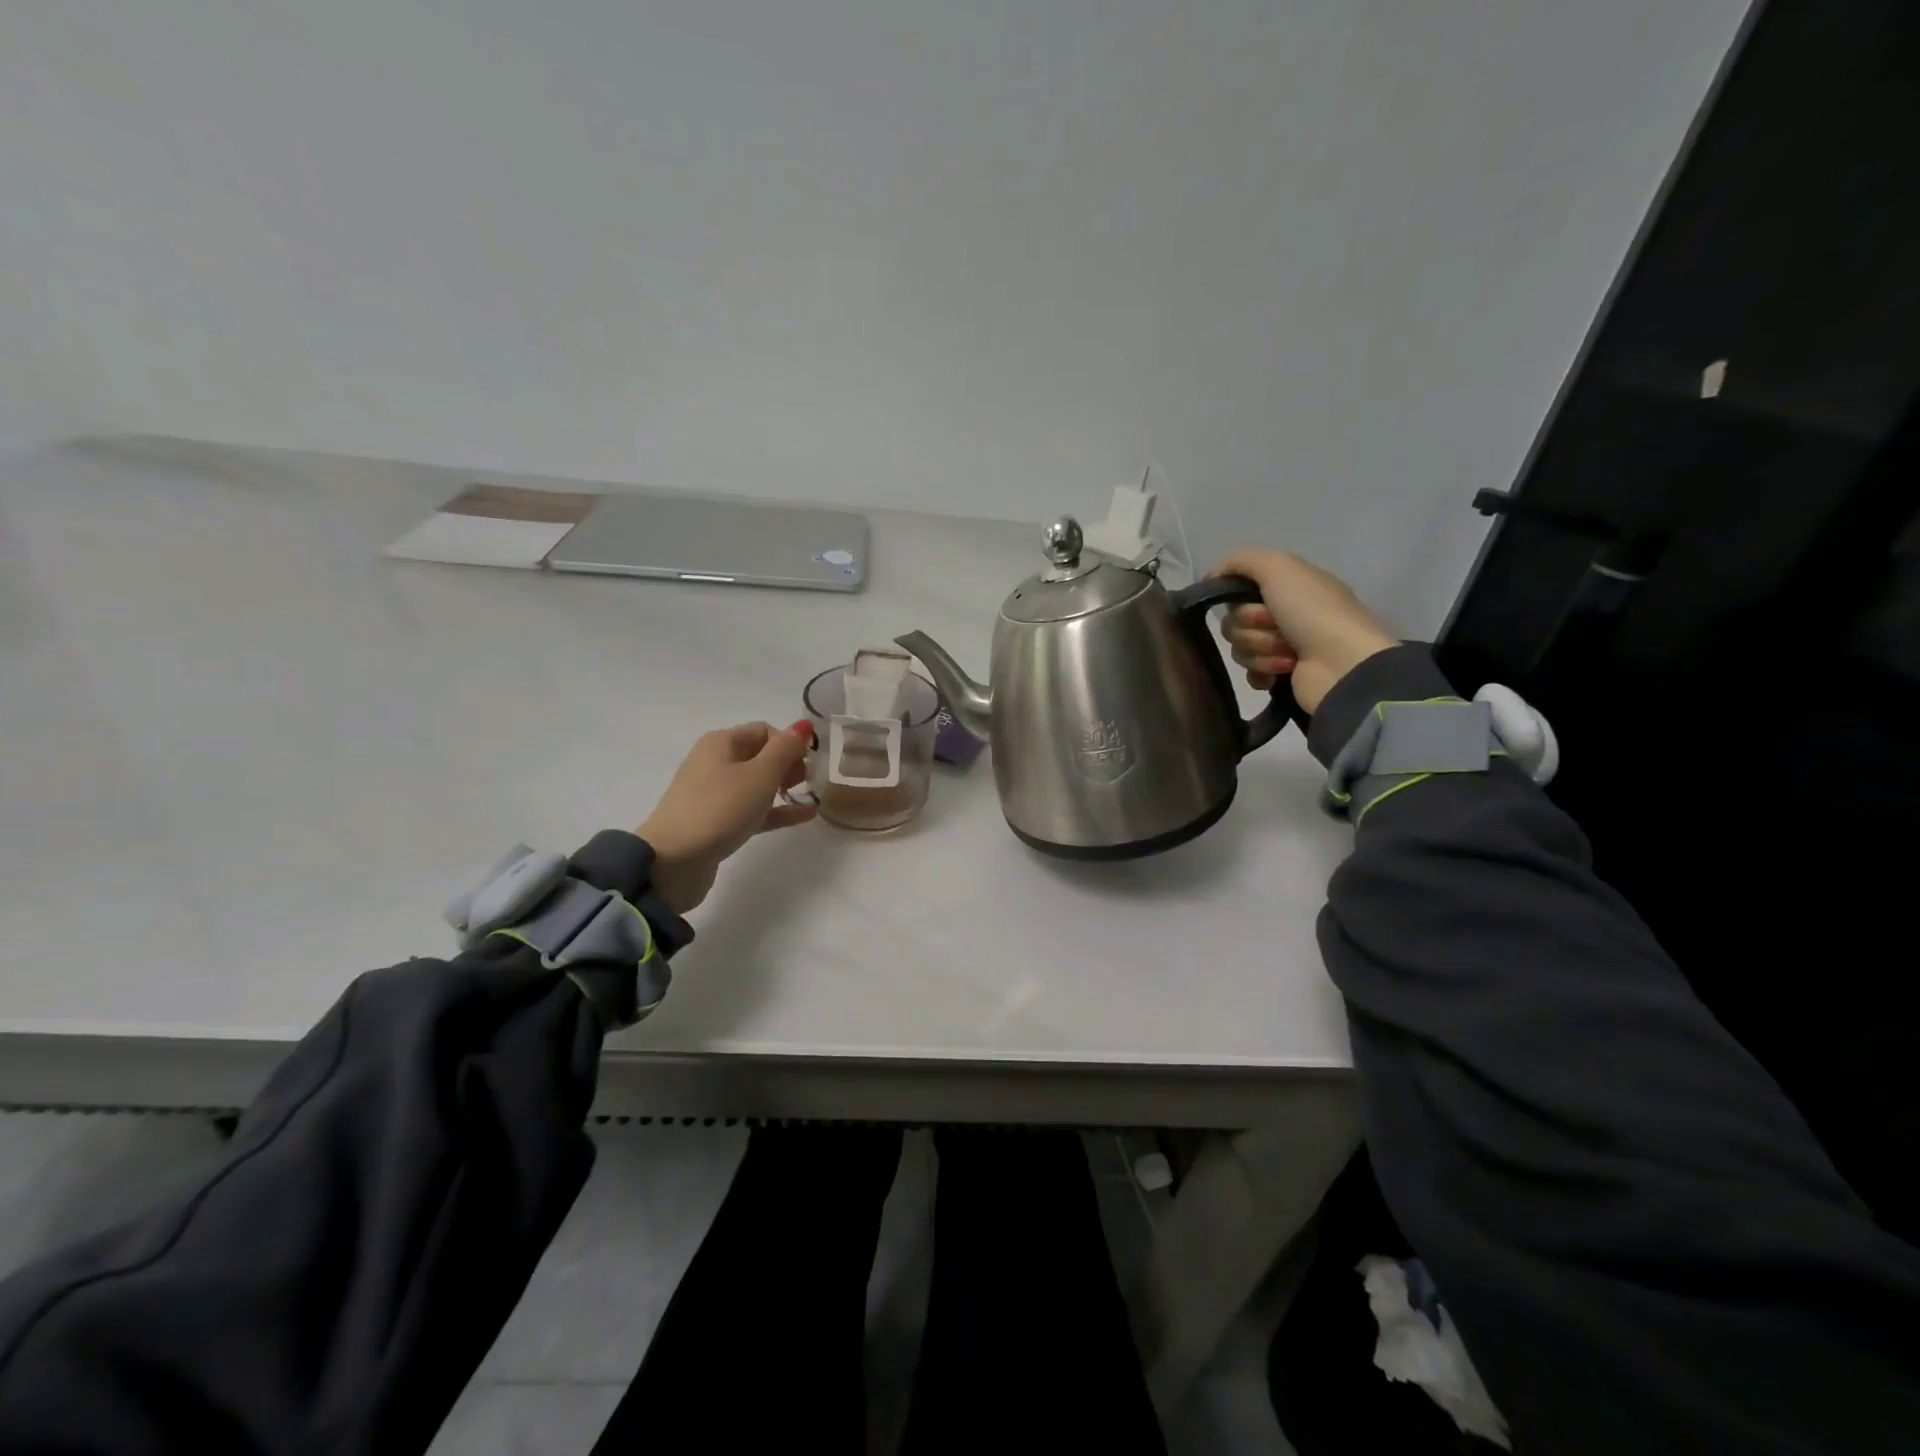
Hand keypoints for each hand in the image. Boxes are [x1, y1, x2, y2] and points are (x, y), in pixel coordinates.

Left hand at [637, 722, 815, 913]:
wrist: (674, 861)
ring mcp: (714, 794)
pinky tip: (804, 816)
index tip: (809, 764)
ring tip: (810, 796)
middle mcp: (715, 762)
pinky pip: (753, 809)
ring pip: (757, 783)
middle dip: (788, 764)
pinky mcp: (717, 822)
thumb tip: (803, 725)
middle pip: (760, 755)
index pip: (765, 731)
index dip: (790, 743)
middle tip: (807, 782)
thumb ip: (785, 749)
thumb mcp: (760, 775)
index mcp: (721, 743)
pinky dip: (776, 810)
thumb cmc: (720, 808)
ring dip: (784, 787)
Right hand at [1211, 549, 1397, 714]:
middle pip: (1234, 621)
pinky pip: (1250, 673)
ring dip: (1261, 650)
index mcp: (1286, 587)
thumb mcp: (1279, 566)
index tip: (1246, 601)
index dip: (1237, 598)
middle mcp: (1284, 613)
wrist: (1342, 663)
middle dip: (1250, 627)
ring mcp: (1283, 646)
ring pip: (1240, 648)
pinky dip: (1261, 672)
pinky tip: (1278, 674)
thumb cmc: (1313, 611)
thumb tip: (1211, 578)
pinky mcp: (1280, 676)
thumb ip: (1241, 561)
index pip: (1238, 590)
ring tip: (1288, 654)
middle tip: (1277, 628)